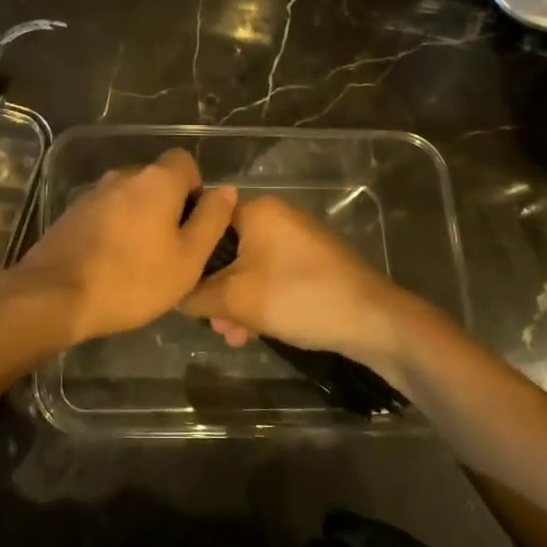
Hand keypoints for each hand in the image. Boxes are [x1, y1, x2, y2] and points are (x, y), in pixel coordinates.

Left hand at [6, 150, 237, 346]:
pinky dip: (116, 230)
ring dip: (141, 220)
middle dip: (170, 208)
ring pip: (131, 199)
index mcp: (156, 180)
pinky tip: (113, 264)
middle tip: (173, 250)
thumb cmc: (132, 279)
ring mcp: (93, 193)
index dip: (196, 190)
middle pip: (157, 181)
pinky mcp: (72, 214)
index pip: (185, 162)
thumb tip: (225, 190)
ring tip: (143, 262)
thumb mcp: (188, 258)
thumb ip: (211, 220)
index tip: (195, 226)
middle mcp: (124, 176)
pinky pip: (107, 214)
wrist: (55, 295)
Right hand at [178, 196, 415, 381]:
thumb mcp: (235, 299)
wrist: (372, 320)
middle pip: (226, 250)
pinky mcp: (311, 263)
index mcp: (256, 210)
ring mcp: (296, 240)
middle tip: (214, 324)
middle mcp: (276, 216)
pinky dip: (259, 301)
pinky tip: (254, 333)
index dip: (189, 257)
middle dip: (215, 290)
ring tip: (234, 336)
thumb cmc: (298, 297)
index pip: (205, 223)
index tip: (181, 288)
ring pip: (248, 268)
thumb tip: (174, 294)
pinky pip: (271, 276)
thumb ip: (196, 295)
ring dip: (236, 302)